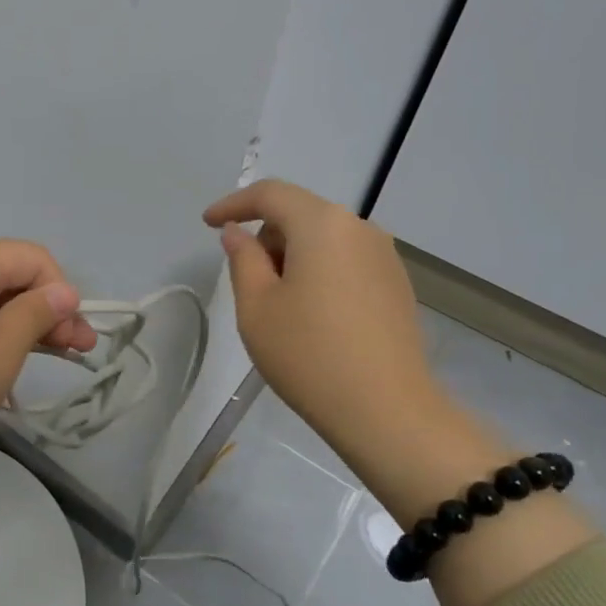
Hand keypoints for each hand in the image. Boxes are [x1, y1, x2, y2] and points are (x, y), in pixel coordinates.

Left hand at [0, 238, 96, 488]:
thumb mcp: (2, 349)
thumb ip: (38, 313)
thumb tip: (63, 292)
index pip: (32, 258)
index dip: (62, 294)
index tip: (76, 339)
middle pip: (5, 273)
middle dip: (43, 310)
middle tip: (73, 353)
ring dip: (14, 323)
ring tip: (37, 360)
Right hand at [204, 180, 507, 519]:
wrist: (386, 411)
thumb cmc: (308, 354)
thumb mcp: (256, 306)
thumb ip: (243, 259)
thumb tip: (238, 234)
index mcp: (322, 224)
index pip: (271, 194)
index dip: (234, 204)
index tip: (208, 224)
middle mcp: (359, 228)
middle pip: (300, 214)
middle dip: (266, 235)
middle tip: (245, 279)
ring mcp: (385, 256)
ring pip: (325, 238)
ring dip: (293, 255)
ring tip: (278, 303)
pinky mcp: (397, 285)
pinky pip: (347, 261)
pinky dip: (320, 271)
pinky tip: (313, 314)